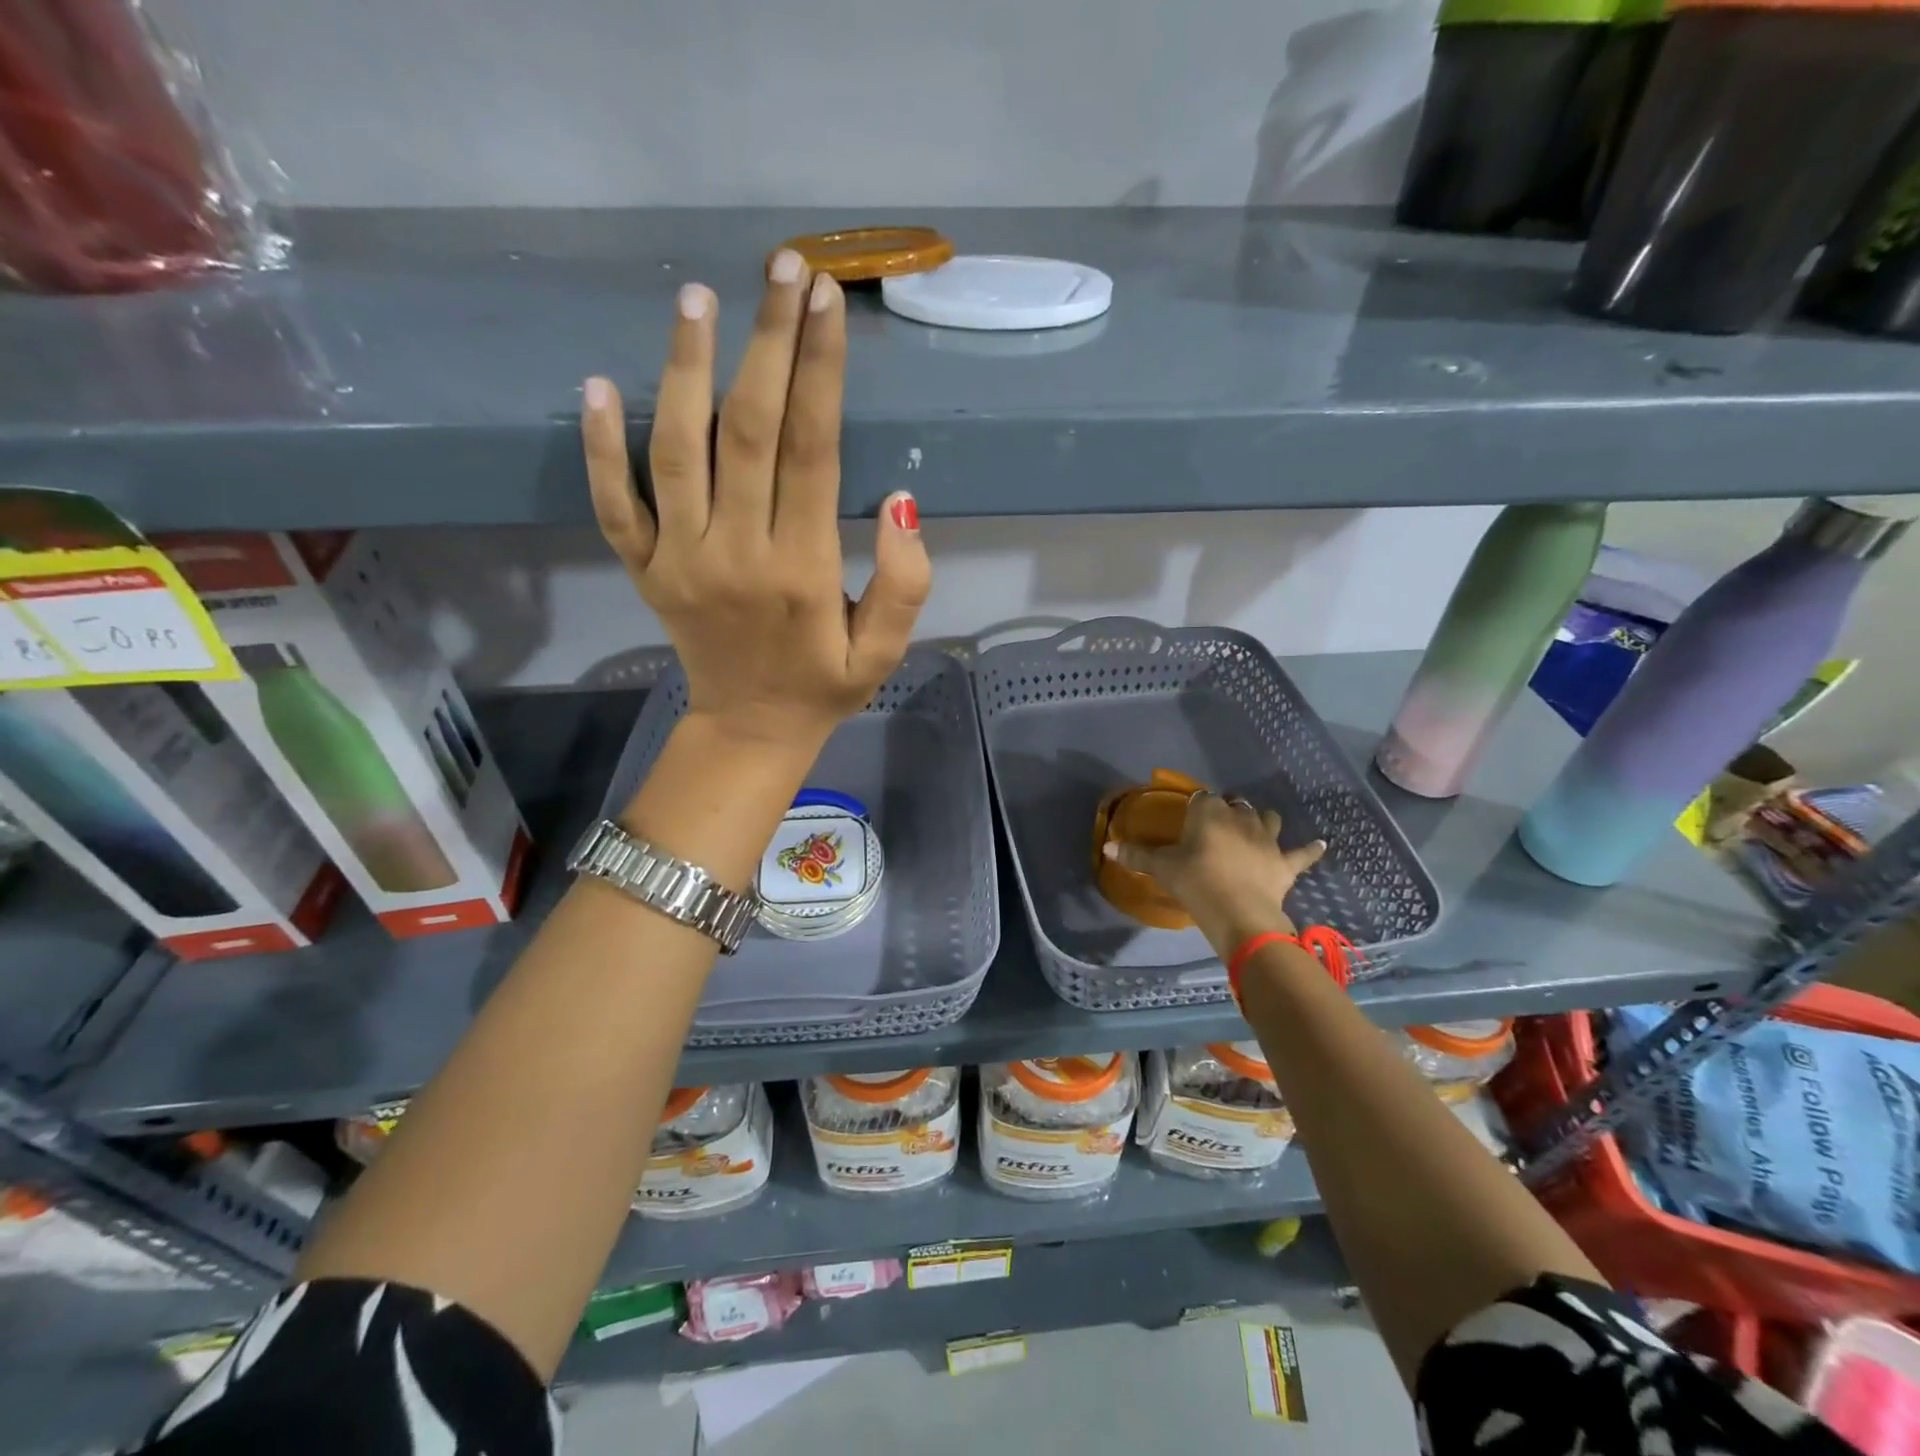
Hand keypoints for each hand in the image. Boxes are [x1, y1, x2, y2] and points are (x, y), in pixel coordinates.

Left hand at [581, 251, 931, 757]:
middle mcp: (736, 553)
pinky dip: (601, 446)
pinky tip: (597, 385)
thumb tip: (901, 501)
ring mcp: (680, 560)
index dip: (819, 371)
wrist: (751, 731)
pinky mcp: (646, 570)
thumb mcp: (884, 652)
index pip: (811, 450)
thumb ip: (904, 584)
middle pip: (747, 429)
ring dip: (685, 368)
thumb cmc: (824, 687)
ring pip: (676, 449)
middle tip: (781, 267)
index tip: (826, 301)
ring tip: (698, 298)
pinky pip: (615, 503)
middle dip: (767, 341)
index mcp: (801, 570)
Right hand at [1103, 792, 1325, 949]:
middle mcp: (1240, 818)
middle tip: (1216, 826)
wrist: (1239, 914)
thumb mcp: (1162, 869)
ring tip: (1256, 826)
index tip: (1190, 818)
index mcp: (1209, 813)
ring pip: (1267, 818)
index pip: (1202, 798)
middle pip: (1235, 805)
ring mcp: (1267, 839)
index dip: (1197, 806)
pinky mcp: (1285, 863)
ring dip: (1262, 820)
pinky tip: (1320, 844)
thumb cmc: (1196, 884)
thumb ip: (1135, 856)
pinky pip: (1302, 853)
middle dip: (1228, 810)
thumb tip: (1106, 846)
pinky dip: (1310, 849)